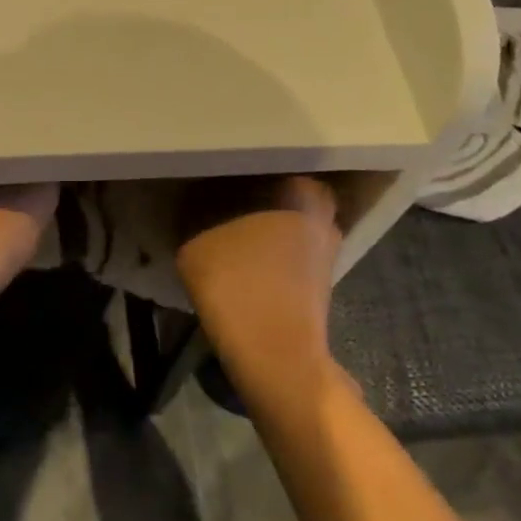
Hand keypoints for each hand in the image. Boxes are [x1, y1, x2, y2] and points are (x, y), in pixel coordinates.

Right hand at [175, 175, 344, 369]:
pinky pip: (289, 245)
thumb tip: (193, 204)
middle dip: (249, 192)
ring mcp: (327, 245)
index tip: (206, 175)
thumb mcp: (195, 244)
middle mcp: (322, 209)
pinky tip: (241, 256)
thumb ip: (194, 214)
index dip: (229, 168)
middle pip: (276, 188)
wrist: (277, 358)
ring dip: (260, 220)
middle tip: (213, 197)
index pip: (258, 162)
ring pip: (285, 217)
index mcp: (298, 188)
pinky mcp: (322, 276)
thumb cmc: (239, 287)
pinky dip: (269, 247)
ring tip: (223, 226)